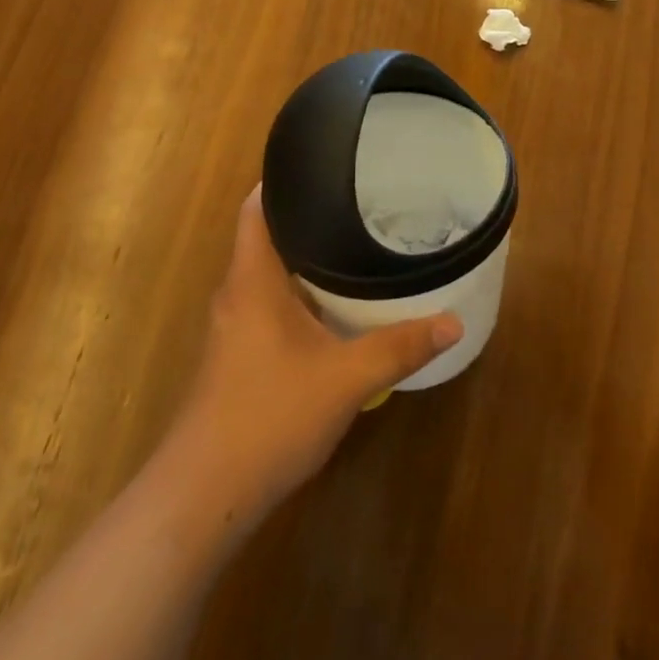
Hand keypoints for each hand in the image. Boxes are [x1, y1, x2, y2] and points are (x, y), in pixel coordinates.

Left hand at [164, 188, 462, 525]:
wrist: (205, 493)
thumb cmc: (269, 416)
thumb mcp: (346, 379)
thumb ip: (399, 347)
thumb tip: (453, 321)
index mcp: (252, 279)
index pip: (258, 207)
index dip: (285, 180)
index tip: (327, 166)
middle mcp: (237, 293)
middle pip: (268, 237)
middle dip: (310, 218)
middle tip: (360, 205)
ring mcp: (233, 327)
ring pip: (270, 275)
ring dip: (306, 260)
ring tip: (356, 247)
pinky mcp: (237, 356)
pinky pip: (270, 305)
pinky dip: (301, 295)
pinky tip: (335, 308)